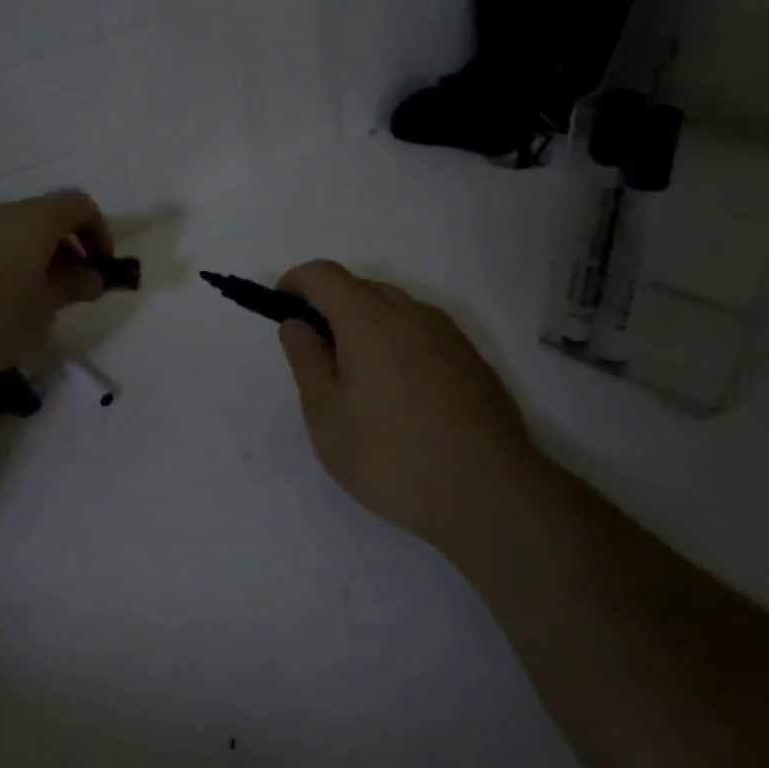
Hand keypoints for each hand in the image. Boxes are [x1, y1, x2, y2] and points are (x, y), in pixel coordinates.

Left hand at [0, 190, 112, 391]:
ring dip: (36, 260)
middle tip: (70, 293)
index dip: (99, 232)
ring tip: (33, 306)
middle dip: (67, 251)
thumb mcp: (42, 311)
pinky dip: (6, 264)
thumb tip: (92, 277)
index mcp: (30, 220)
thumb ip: (73, 288)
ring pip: (14, 234)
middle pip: (45, 218)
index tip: (100, 268)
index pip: (78, 205)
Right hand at [275, 260, 539, 550]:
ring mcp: (448, 335)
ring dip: (365, 325)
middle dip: (329, 306)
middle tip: (316, 354)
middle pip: (361, 287)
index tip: (281, 309)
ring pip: (395, 309)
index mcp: (369, 319)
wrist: (488, 494)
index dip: (295, 282)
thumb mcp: (326, 414)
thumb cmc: (390, 455)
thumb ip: (306, 359)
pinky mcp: (472, 360)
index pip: (323, 274)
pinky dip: (397, 343)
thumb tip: (297, 323)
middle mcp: (411, 313)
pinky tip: (399, 393)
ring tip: (357, 378)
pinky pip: (422, 333)